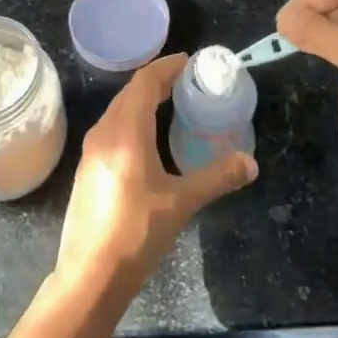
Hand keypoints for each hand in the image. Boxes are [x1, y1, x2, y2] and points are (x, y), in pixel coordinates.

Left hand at [53, 54, 257, 302]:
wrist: (90, 276)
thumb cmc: (136, 233)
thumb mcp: (181, 203)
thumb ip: (216, 178)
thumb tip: (250, 164)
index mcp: (125, 131)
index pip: (144, 82)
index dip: (166, 67)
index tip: (188, 61)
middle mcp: (104, 132)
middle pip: (130, 93)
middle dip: (156, 81)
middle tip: (185, 81)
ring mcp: (91, 151)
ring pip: (118, 110)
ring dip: (142, 100)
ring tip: (169, 102)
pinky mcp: (87, 168)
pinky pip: (112, 128)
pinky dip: (132, 119)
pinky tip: (147, 137)